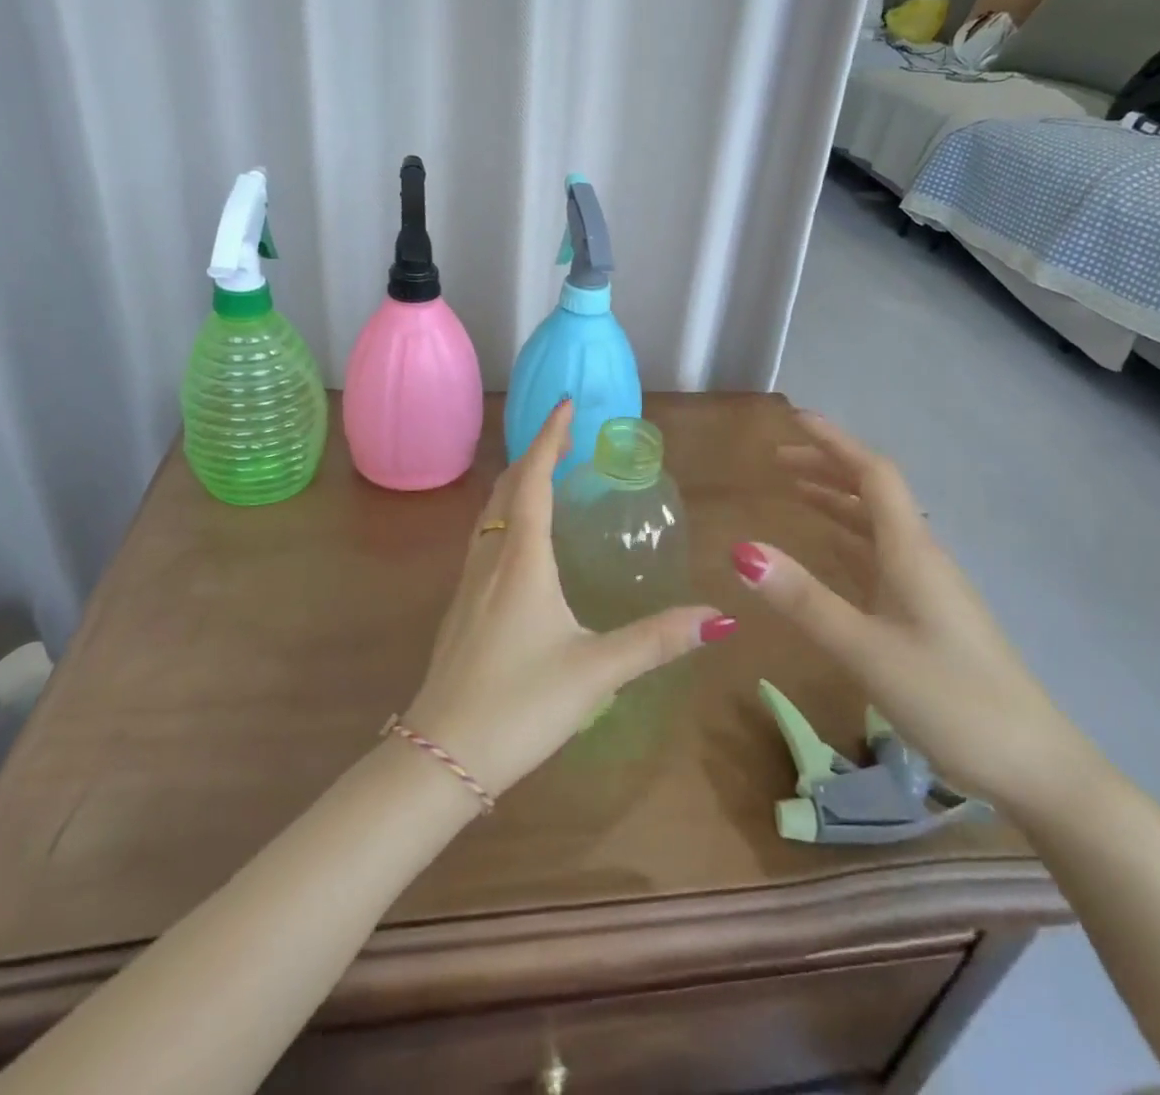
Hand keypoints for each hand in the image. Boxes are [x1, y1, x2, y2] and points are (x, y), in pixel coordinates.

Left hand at [404, 400, 734, 799]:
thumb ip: (656, 641)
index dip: (550, 438)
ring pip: (490, 513)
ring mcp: (468, 583)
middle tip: (563, 435)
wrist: (440, 755)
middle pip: (506, 488)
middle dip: (534, 454)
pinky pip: (484, 539)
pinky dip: (506, 516)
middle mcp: (491, 559)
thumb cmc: (520, 704)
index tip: (566, 404)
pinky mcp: (460, 608)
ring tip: (544, 475)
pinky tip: (520, 542)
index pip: (534, 480)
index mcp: (522, 559)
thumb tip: (718, 618)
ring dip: (516, 484)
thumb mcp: (596, 671)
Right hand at [731, 410, 1091, 810]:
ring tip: (795, 492)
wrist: (1035, 768)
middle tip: (778, 460)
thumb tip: (741, 550)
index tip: (794, 418)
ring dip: (837, 500)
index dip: (834, 441)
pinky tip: (831, 551)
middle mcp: (922, 557)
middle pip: (874, 492)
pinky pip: (881, 555)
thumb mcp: (866, 650)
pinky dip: (848, 537)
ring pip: (878, 524)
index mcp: (912, 552)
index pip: (873, 474)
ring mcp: (929, 587)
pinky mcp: (930, 614)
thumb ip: (804, 600)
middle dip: (827, 467)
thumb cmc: (951, 700)